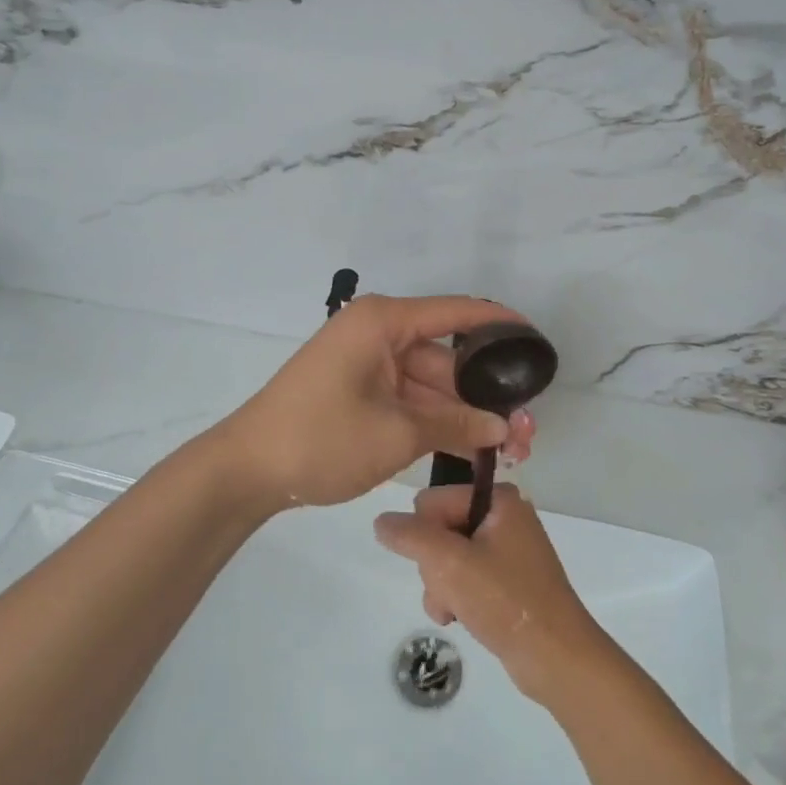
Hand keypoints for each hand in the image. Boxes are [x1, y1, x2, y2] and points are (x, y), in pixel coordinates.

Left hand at [214, 294, 537, 510]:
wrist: (247, 471)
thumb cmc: (321, 438)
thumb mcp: (396, 433)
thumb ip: (455, 424)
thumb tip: (505, 429)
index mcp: (384, 322)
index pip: (458, 312)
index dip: (501, 325)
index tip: (538, 342)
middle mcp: (379, 333)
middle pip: (447, 357)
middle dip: (485, 395)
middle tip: (527, 430)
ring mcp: (368, 364)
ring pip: (431, 384)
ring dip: (464, 415)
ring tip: (510, 449)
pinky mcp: (361, 391)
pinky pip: (409, 399)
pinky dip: (436, 421)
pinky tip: (472, 448)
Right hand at [374, 483, 613, 707]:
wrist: (556, 656)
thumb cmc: (505, 600)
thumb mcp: (450, 563)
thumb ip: (410, 536)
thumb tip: (381, 521)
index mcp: (499, 498)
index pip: (432, 501)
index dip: (425, 535)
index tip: (440, 564)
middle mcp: (505, 516)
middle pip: (438, 529)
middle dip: (434, 566)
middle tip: (450, 591)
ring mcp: (507, 549)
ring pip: (447, 558)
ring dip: (441, 587)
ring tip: (455, 611)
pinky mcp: (508, 580)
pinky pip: (465, 577)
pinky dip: (456, 597)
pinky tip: (462, 618)